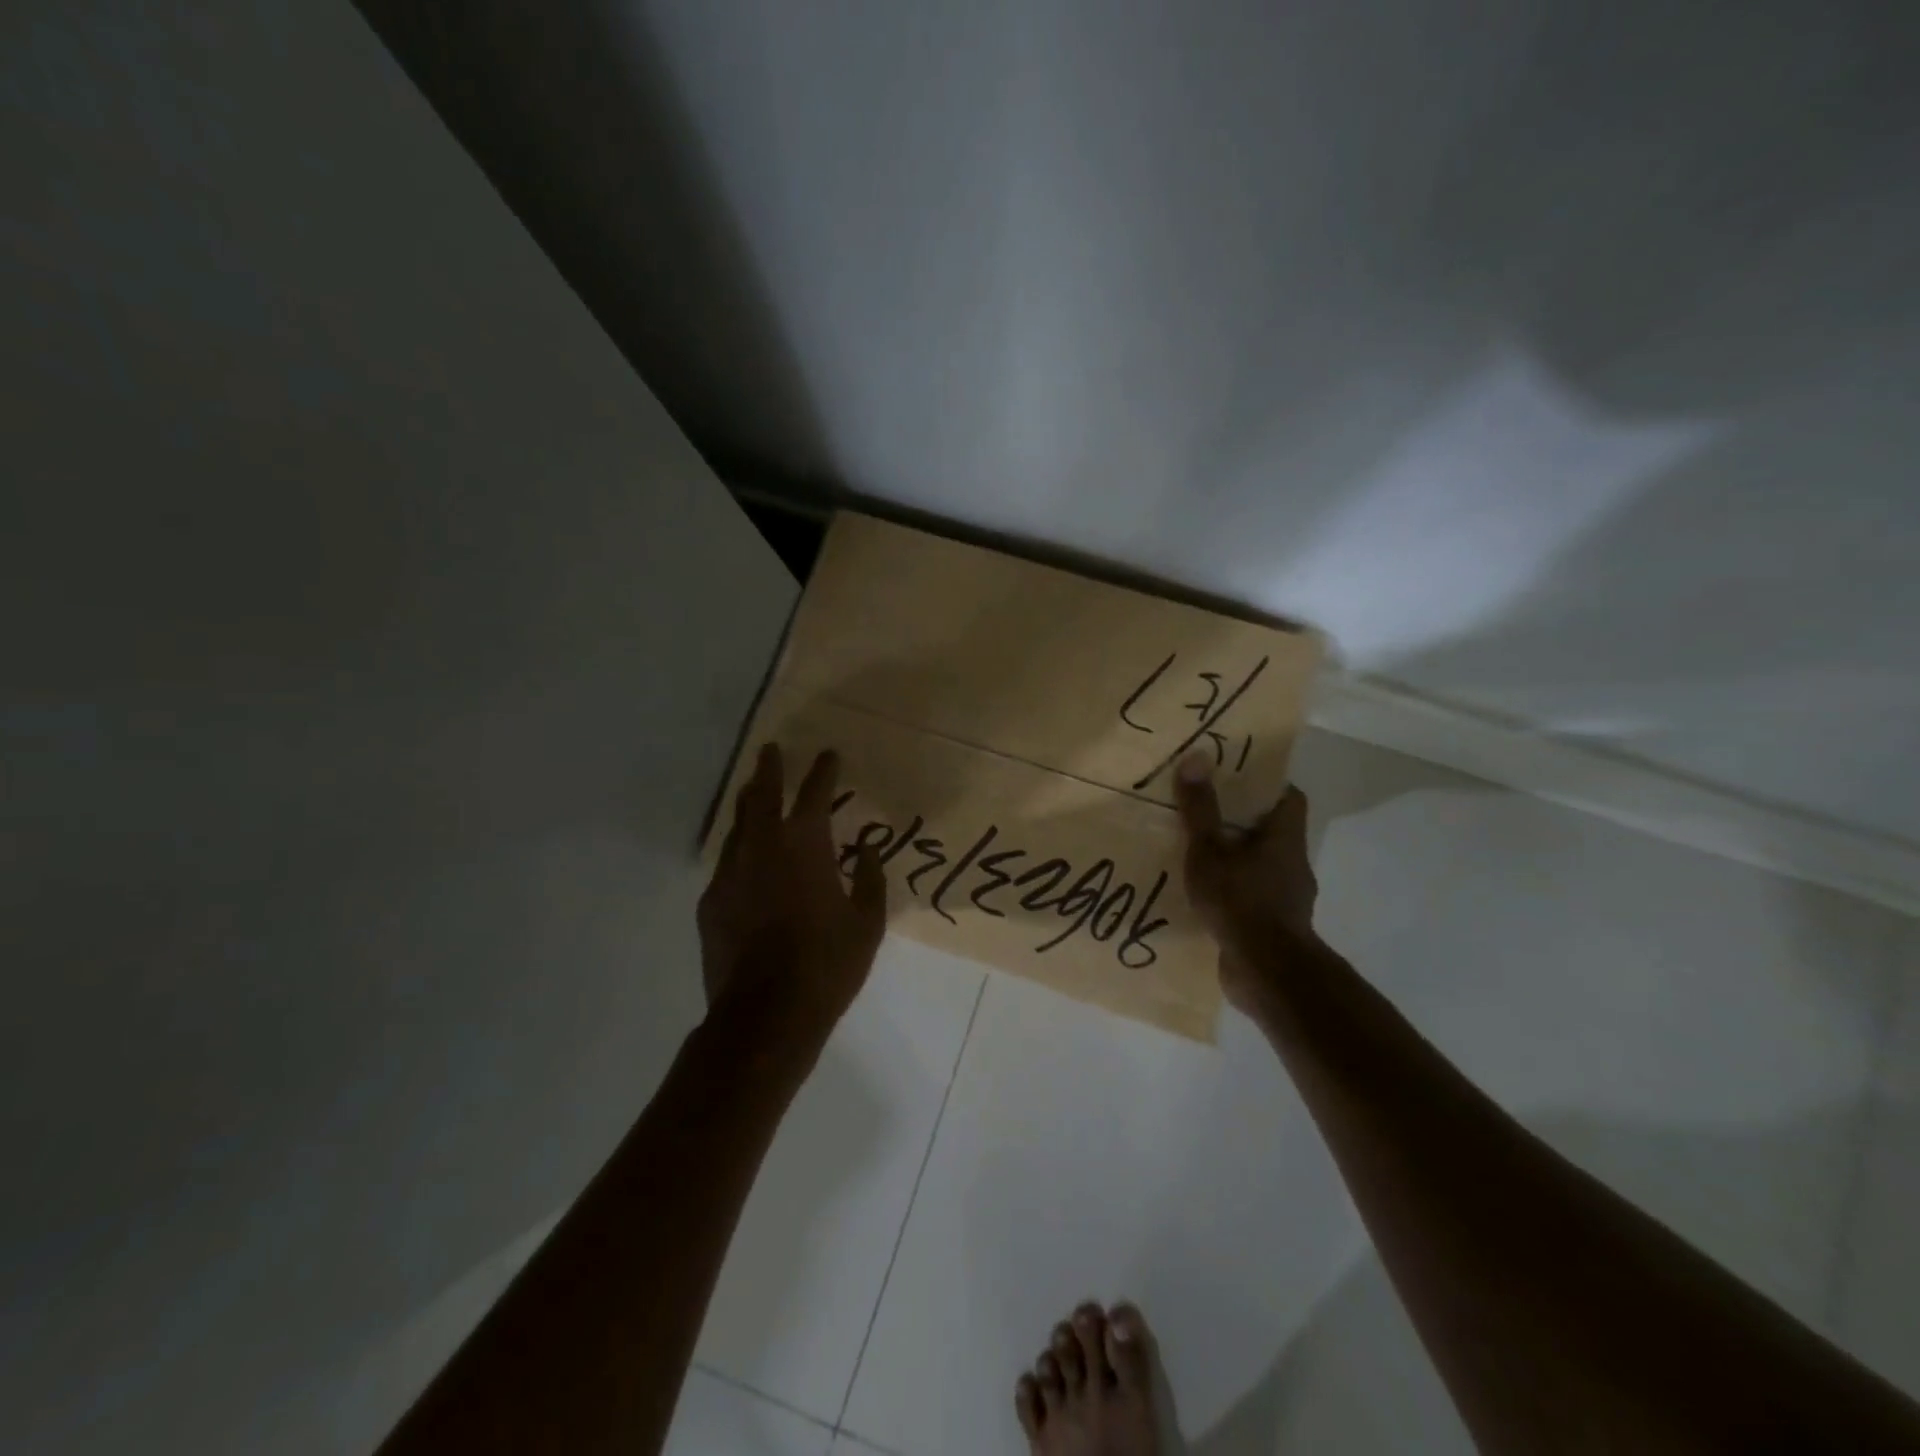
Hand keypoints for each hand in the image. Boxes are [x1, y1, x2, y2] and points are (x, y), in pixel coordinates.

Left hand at [698, 744, 887, 1028]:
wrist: (764, 1016)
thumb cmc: (826, 966)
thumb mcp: (867, 925)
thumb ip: (870, 880)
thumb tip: (865, 851)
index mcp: (805, 847)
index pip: (815, 794)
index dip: (823, 771)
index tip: (829, 754)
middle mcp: (762, 848)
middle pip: (761, 795)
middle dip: (769, 769)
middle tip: (771, 750)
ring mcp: (730, 874)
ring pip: (737, 825)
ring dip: (748, 804)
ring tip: (753, 791)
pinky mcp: (711, 902)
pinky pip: (727, 862)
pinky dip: (739, 849)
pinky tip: (746, 858)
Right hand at [1172, 754, 1321, 1012]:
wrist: (1266, 972)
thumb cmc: (1240, 901)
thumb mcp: (1209, 850)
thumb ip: (1200, 808)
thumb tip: (1197, 756)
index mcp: (1284, 837)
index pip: (1289, 797)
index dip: (1265, 783)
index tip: (1235, 776)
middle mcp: (1292, 862)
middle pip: (1272, 829)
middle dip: (1241, 819)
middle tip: (1204, 808)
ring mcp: (1286, 896)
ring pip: (1260, 864)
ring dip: (1236, 857)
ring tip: (1197, 852)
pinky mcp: (1274, 924)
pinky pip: (1252, 895)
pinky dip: (1233, 889)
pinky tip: (1204, 894)